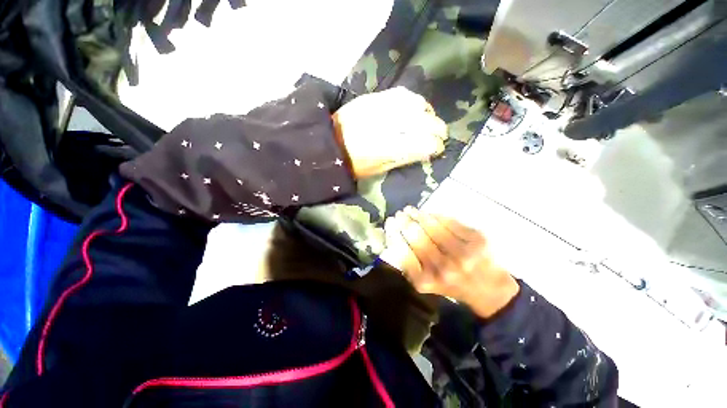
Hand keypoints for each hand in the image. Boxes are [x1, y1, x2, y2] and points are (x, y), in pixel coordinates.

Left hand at [332, 87, 447, 178]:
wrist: (329, 142)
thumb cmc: (353, 163)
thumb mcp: (378, 169)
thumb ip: (403, 159)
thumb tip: (425, 151)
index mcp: (385, 149)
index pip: (421, 144)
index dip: (434, 146)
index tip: (438, 149)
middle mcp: (386, 126)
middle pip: (422, 122)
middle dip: (437, 129)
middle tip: (441, 135)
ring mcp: (380, 108)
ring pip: (415, 105)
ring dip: (428, 113)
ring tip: (430, 120)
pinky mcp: (373, 97)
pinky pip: (401, 94)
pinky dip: (414, 101)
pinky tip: (417, 108)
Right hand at [382, 207, 519, 317]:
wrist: (491, 291)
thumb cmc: (452, 285)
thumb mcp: (426, 282)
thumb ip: (409, 265)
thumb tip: (395, 237)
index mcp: (427, 280)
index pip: (403, 252)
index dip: (394, 234)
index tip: (390, 223)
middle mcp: (444, 268)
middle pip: (417, 236)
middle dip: (405, 221)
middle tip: (399, 214)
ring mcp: (463, 253)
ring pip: (433, 226)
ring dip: (419, 215)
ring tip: (411, 210)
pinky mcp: (478, 241)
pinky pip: (451, 222)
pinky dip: (437, 216)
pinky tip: (429, 214)